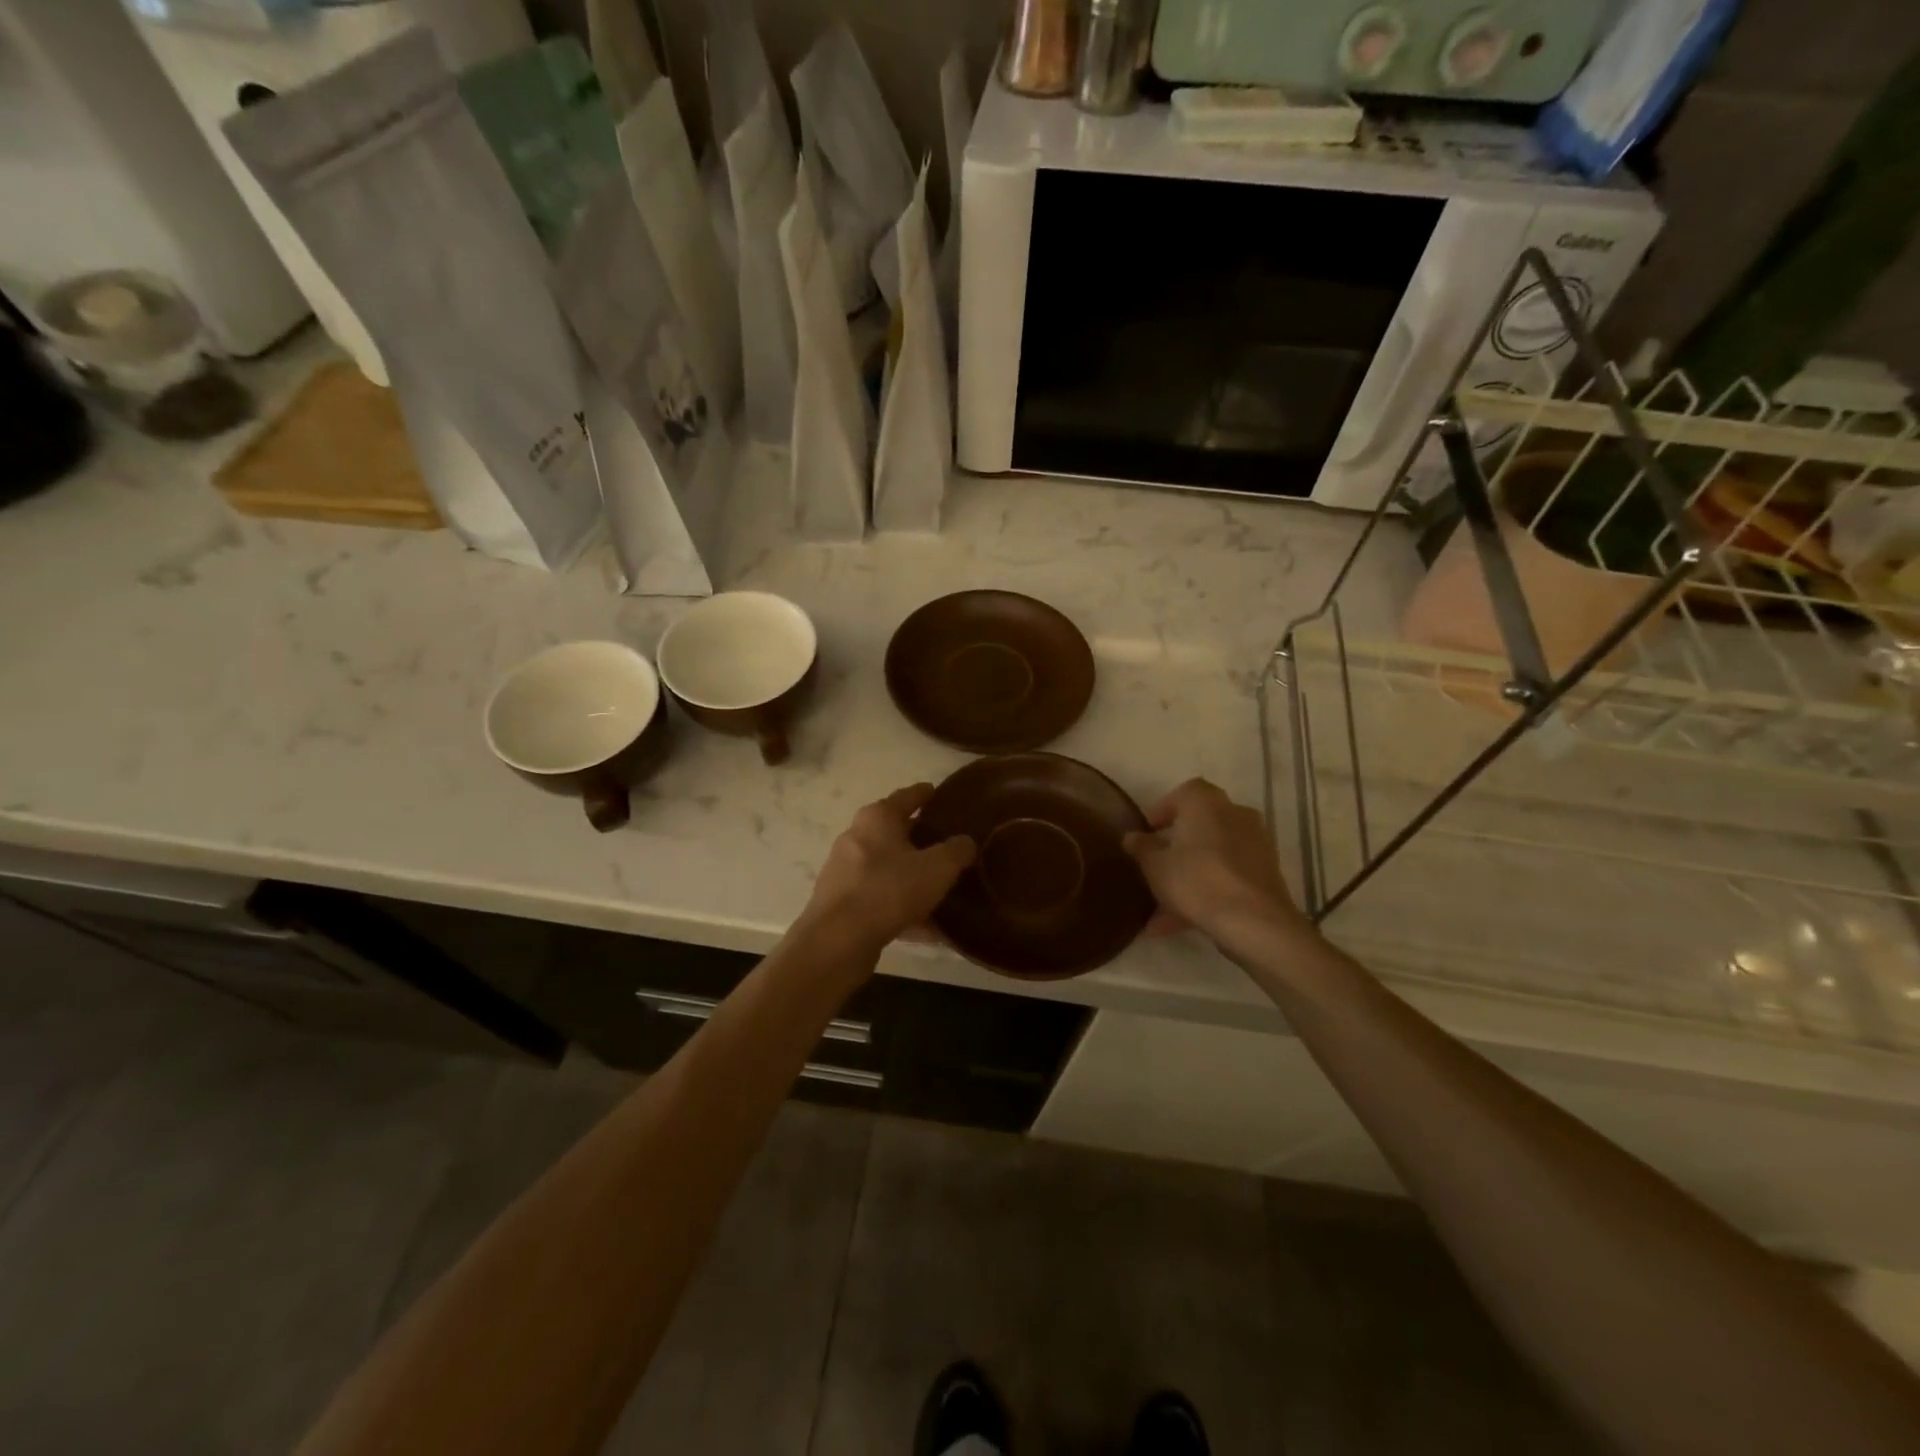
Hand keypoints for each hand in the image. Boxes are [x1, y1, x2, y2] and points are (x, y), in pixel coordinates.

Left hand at [802, 785, 975, 951]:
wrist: (838, 940)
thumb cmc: (889, 890)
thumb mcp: (937, 868)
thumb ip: (957, 851)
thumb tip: (965, 842)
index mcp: (878, 817)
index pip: (908, 796)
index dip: (927, 794)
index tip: (941, 794)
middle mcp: (857, 836)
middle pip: (895, 832)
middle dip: (921, 839)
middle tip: (949, 845)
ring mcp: (845, 869)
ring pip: (888, 868)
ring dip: (912, 877)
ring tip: (941, 889)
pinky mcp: (842, 901)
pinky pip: (881, 897)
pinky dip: (902, 905)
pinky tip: (926, 927)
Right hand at [1123, 778, 1313, 951]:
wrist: (1254, 922)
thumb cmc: (1196, 881)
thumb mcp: (1155, 866)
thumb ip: (1141, 848)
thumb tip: (1132, 836)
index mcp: (1205, 802)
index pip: (1181, 794)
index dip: (1161, 812)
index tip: (1146, 834)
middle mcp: (1234, 813)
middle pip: (1199, 825)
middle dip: (1176, 846)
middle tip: (1155, 866)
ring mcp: (1255, 843)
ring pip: (1213, 854)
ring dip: (1189, 874)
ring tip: (1162, 909)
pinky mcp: (1266, 872)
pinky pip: (1228, 874)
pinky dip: (1208, 890)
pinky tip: (1183, 922)